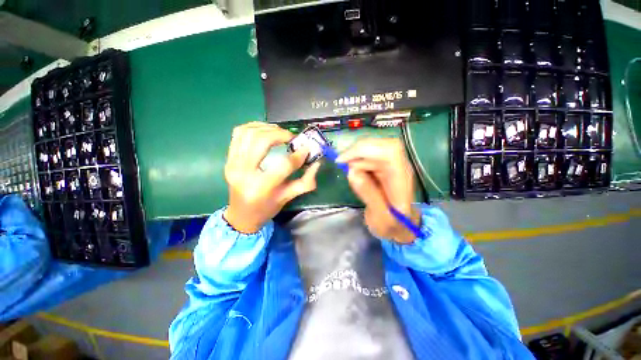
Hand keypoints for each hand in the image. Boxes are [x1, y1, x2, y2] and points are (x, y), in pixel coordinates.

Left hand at [223, 122, 319, 232]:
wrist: (241, 215)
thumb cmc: (266, 208)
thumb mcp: (288, 198)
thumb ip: (305, 182)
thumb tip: (317, 163)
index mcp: (261, 187)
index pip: (283, 165)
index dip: (298, 155)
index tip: (307, 148)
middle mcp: (243, 172)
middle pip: (262, 141)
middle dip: (280, 134)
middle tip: (291, 137)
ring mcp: (233, 163)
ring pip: (249, 133)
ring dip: (267, 128)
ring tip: (279, 132)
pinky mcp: (228, 158)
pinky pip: (238, 133)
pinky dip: (253, 126)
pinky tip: (264, 130)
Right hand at [337, 138, 419, 243]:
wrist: (401, 227)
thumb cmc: (393, 225)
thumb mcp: (381, 216)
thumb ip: (369, 194)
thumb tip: (351, 171)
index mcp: (402, 179)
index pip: (388, 151)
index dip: (364, 149)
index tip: (342, 160)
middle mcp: (398, 167)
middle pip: (379, 145)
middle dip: (356, 152)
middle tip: (342, 166)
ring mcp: (391, 166)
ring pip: (372, 149)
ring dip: (356, 159)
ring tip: (353, 178)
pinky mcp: (383, 167)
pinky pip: (368, 156)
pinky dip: (357, 162)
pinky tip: (356, 176)